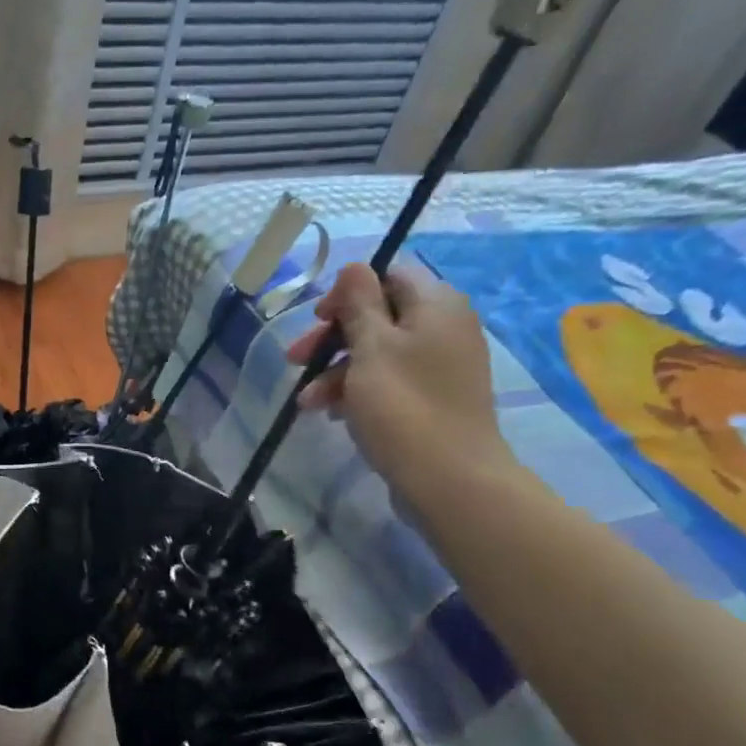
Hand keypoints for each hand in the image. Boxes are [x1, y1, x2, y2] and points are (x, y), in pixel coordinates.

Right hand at [286, 259, 513, 501]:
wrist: (449, 479)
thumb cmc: (403, 406)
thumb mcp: (371, 347)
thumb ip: (359, 302)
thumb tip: (354, 266)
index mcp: (436, 305)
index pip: (388, 276)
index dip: (348, 293)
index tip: (318, 319)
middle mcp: (445, 328)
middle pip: (378, 317)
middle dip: (332, 339)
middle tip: (296, 360)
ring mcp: (441, 367)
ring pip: (378, 354)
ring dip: (336, 372)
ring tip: (306, 402)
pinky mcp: (433, 400)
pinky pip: (390, 382)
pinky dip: (358, 392)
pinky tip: (331, 414)